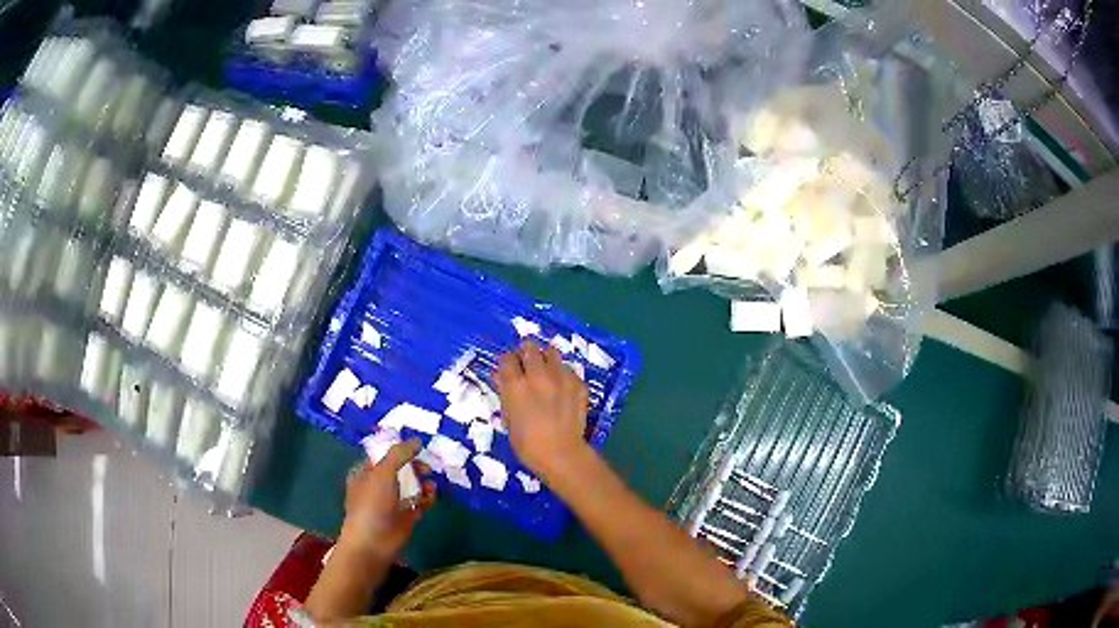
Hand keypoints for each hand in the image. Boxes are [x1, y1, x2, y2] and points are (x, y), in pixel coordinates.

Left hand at [338, 440, 435, 558]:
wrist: (373, 542)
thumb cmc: (372, 503)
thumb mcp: (383, 472)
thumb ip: (399, 455)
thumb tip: (417, 441)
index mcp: (366, 473)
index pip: (383, 456)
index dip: (399, 449)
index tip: (418, 446)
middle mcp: (378, 486)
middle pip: (400, 470)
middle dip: (414, 467)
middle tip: (427, 467)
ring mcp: (392, 503)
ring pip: (411, 486)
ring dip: (423, 482)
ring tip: (431, 483)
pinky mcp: (406, 517)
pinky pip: (419, 502)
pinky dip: (427, 498)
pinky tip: (432, 495)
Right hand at [495, 341, 591, 478]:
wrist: (562, 454)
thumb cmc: (528, 444)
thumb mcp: (508, 420)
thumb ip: (505, 395)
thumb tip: (500, 378)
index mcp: (516, 385)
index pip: (506, 358)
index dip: (507, 363)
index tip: (509, 370)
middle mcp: (538, 375)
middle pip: (530, 347)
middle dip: (526, 353)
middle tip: (527, 365)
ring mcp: (561, 377)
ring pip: (552, 352)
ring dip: (546, 359)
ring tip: (546, 371)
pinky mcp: (578, 384)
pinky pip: (568, 370)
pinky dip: (563, 374)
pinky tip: (563, 388)